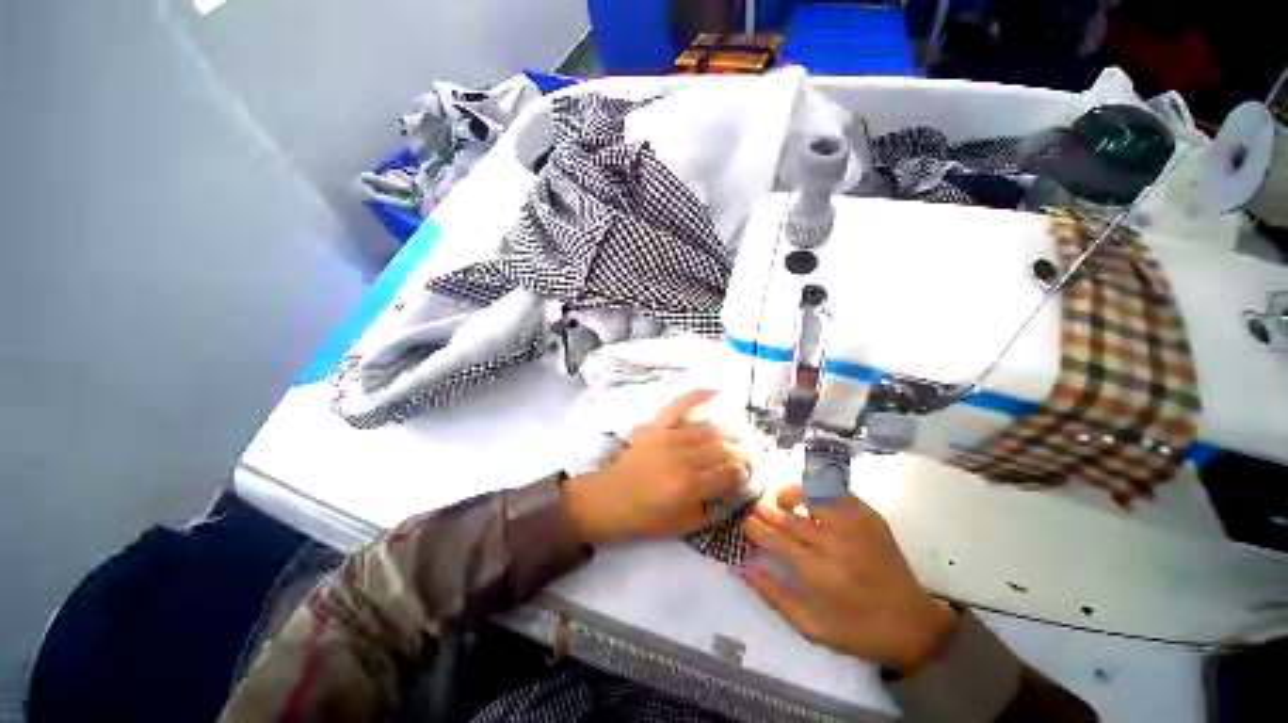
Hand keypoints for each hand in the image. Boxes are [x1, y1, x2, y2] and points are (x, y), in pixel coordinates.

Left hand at [564, 390, 749, 544]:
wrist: (608, 499)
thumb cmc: (644, 517)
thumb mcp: (682, 526)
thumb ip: (710, 509)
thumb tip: (731, 492)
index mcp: (689, 486)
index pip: (730, 475)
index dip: (745, 475)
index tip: (749, 476)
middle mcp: (683, 458)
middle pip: (724, 450)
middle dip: (744, 453)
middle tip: (752, 456)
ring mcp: (669, 437)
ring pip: (709, 429)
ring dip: (729, 432)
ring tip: (739, 436)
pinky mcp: (657, 426)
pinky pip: (679, 406)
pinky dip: (697, 396)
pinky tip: (716, 391)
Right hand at [740, 485, 958, 672]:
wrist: (915, 624)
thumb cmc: (859, 631)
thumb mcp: (813, 629)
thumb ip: (776, 597)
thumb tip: (743, 567)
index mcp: (822, 575)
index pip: (776, 540)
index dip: (754, 527)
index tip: (741, 520)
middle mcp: (837, 545)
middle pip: (789, 517)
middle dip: (763, 508)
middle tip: (749, 503)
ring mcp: (856, 526)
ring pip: (811, 495)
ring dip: (788, 493)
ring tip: (778, 498)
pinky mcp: (870, 516)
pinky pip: (836, 491)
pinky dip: (816, 488)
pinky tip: (808, 496)